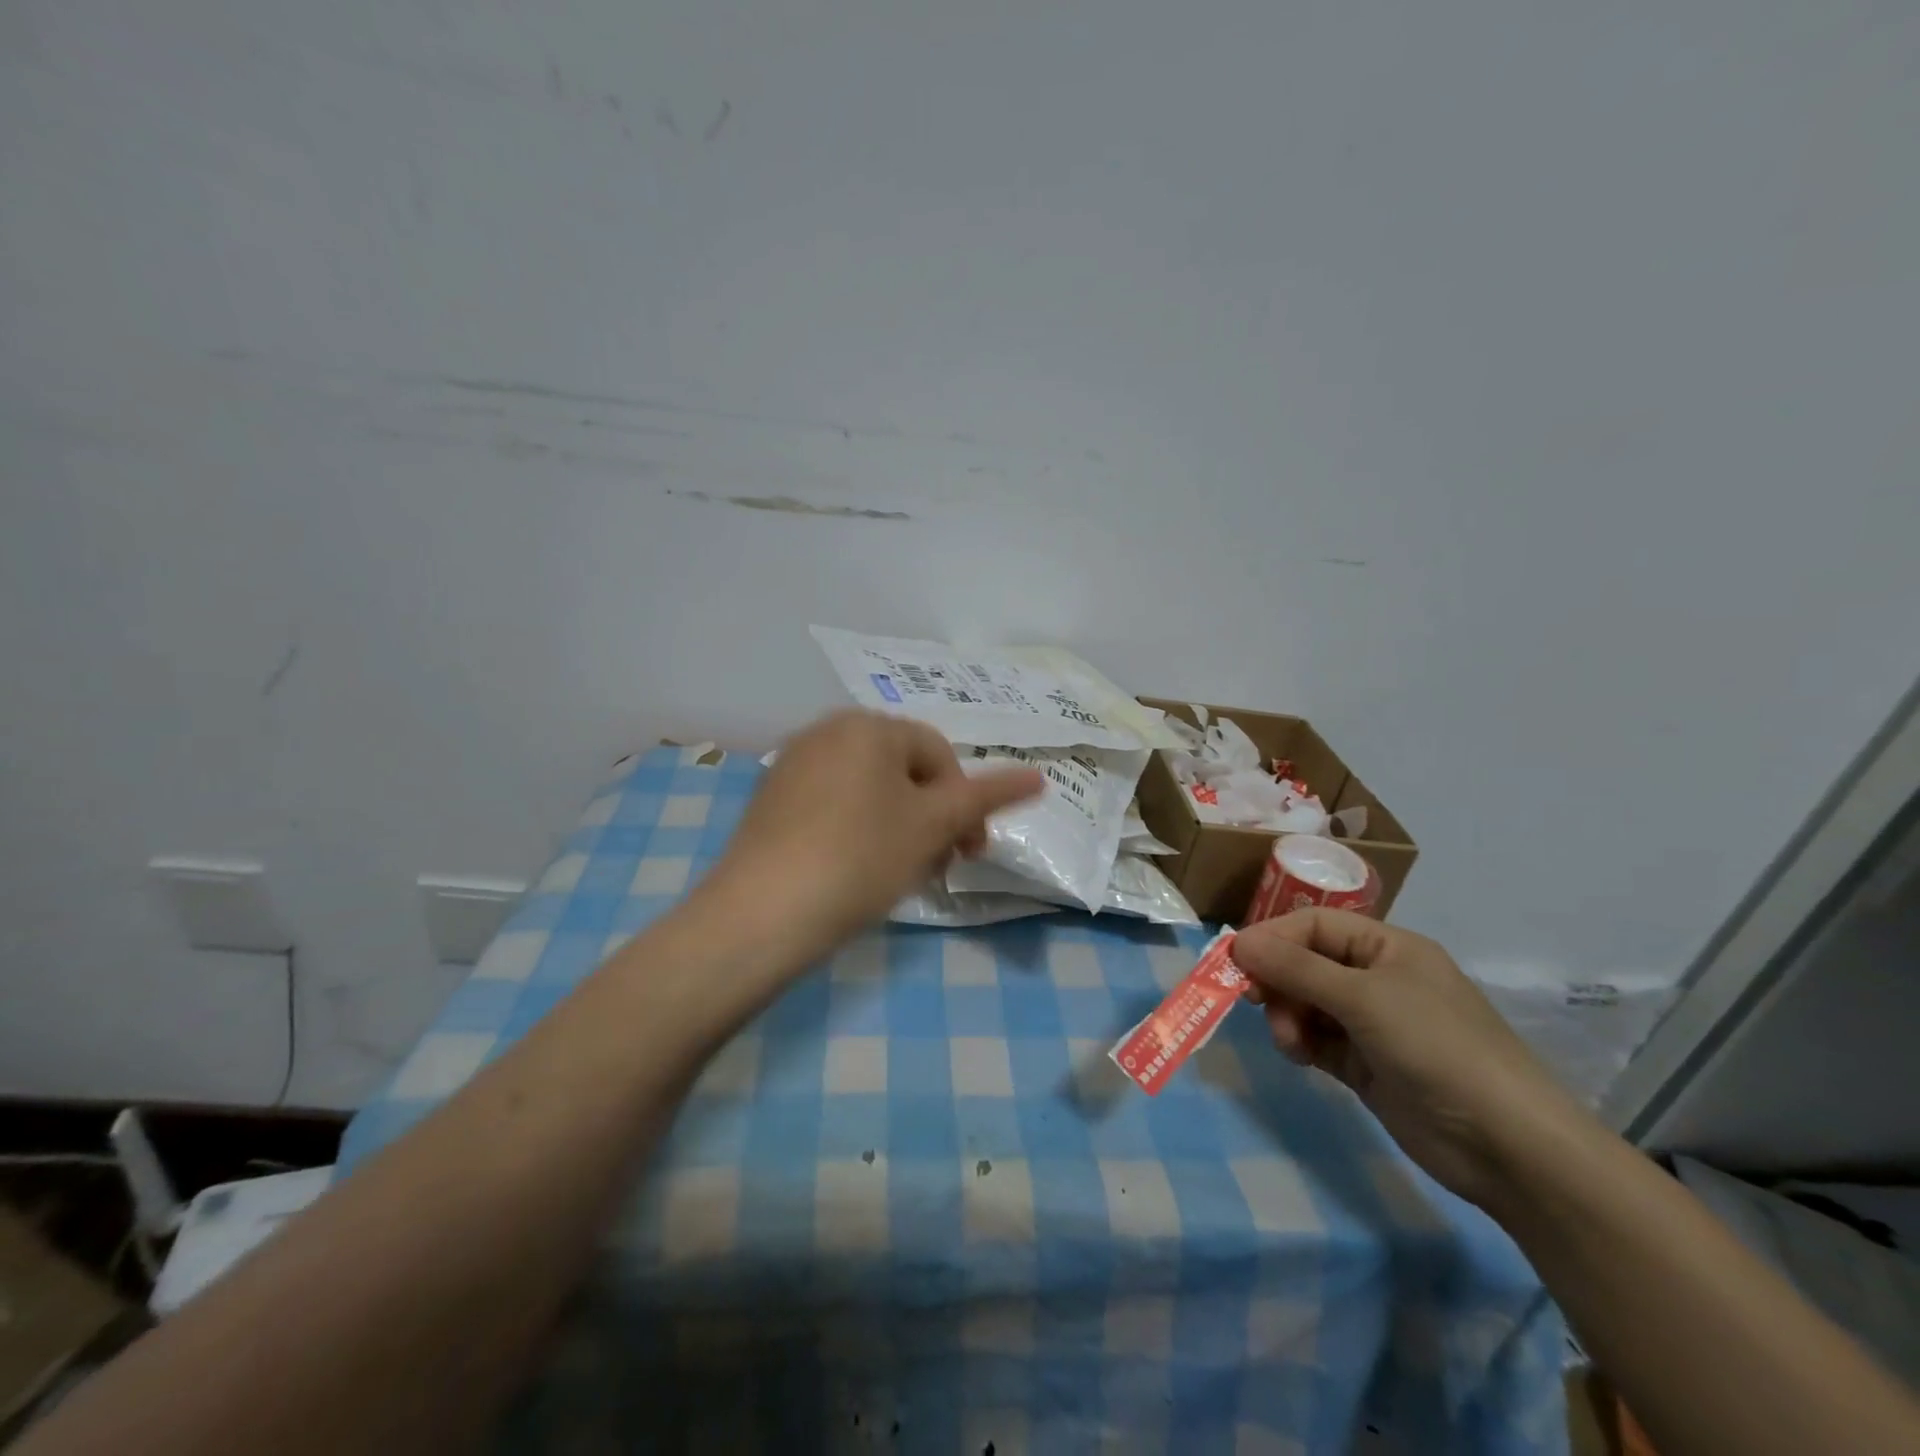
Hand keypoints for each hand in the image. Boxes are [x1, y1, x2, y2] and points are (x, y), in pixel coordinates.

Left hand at [704, 710, 1043, 960]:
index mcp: (868, 726)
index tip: (969, 854)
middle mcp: (827, 730)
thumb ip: (986, 798)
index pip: (940, 755)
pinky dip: (856, 831)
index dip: (964, 805)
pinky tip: (853, 871)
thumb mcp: (932, 826)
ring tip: (897, 873)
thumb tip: (1039, 778)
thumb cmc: (861, 858)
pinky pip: (832, 805)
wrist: (761, 914)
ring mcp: (792, 764)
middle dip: (930, 817)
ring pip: (869, 790)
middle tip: (936, 866)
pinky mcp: (770, 800)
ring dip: (898, 826)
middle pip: (903, 771)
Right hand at [1234, 910, 1594, 1208]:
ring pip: (1305, 1003)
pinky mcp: (1365, 1064)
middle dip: (1277, 981)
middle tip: (1254, 1002)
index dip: (1273, 937)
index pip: (1314, 925)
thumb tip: (1238, 941)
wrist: (1506, 1145)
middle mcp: (1377, 978)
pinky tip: (1301, 1058)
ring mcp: (1371, 1023)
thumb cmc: (1436, 1047)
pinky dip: (1300, 1043)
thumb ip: (1296, 968)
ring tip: (1289, 1041)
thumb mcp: (1363, 998)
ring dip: (1287, 1016)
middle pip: (1305, 963)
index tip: (1235, 960)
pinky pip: (1316, 1039)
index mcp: (1387, 947)